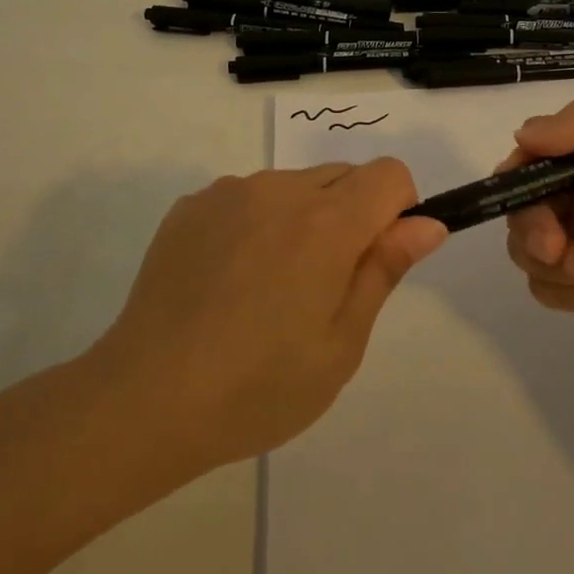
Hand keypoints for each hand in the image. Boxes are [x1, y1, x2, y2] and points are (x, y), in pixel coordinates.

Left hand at [95, 161, 447, 471]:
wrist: (145, 398)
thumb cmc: (258, 386)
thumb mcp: (341, 344)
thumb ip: (385, 270)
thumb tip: (428, 223)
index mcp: (327, 223)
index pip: (388, 174)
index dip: (398, 209)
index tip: (376, 257)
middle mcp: (280, 190)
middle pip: (342, 176)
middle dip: (351, 216)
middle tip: (322, 287)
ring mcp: (229, 193)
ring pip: (293, 186)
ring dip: (302, 219)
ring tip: (268, 289)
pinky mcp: (192, 205)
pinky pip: (246, 198)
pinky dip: (255, 224)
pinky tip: (227, 281)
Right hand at [501, 98, 573, 384]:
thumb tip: (522, 136)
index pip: (539, 151)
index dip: (522, 167)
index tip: (522, 186)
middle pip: (523, 202)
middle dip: (532, 224)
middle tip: (554, 244)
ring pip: (527, 247)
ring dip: (554, 262)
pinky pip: (545, 287)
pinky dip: (571, 293)